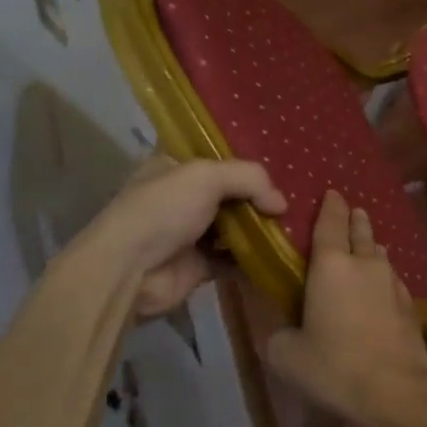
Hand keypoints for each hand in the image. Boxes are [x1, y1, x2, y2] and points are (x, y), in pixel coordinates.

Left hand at [62, 155, 286, 319]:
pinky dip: (255, 256)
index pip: (215, 155)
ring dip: (261, 227)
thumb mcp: (207, 176)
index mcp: (174, 167)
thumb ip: (250, 179)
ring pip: (236, 225)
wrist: (129, 271)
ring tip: (295, 224)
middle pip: (230, 191)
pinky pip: (235, 257)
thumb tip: (281, 204)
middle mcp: (182, 196)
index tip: (279, 163)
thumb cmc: (163, 210)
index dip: (245, 159)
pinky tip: (281, 251)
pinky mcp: (200, 265)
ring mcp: (190, 232)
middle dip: (259, 195)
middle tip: (296, 196)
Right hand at [264, 191, 426, 426]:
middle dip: (354, 218)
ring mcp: (392, 282)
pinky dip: (383, 274)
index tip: (332, 192)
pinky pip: (392, 278)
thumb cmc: (333, 367)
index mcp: (331, 266)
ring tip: (366, 244)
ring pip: (380, 254)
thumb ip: (278, 332)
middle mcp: (365, 264)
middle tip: (351, 210)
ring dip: (371, 245)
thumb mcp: (286, 354)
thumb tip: (282, 326)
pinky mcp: (410, 304)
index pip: (330, 223)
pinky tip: (381, 285)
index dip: (330, 206)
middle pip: (360, 231)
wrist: (395, 391)